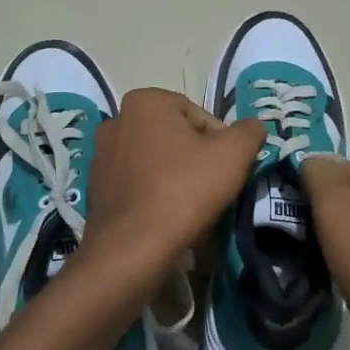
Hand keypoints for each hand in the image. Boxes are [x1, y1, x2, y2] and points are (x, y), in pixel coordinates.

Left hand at [79, 88, 265, 291]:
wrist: (132, 247)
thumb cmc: (184, 190)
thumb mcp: (233, 155)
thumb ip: (249, 132)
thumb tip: (254, 126)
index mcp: (145, 101)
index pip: (199, 116)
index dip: (221, 143)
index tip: (228, 169)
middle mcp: (117, 120)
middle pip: (175, 137)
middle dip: (196, 158)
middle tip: (213, 188)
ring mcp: (101, 155)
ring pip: (155, 161)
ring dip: (175, 176)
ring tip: (192, 206)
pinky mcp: (95, 188)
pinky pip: (136, 184)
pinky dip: (153, 194)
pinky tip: (167, 217)